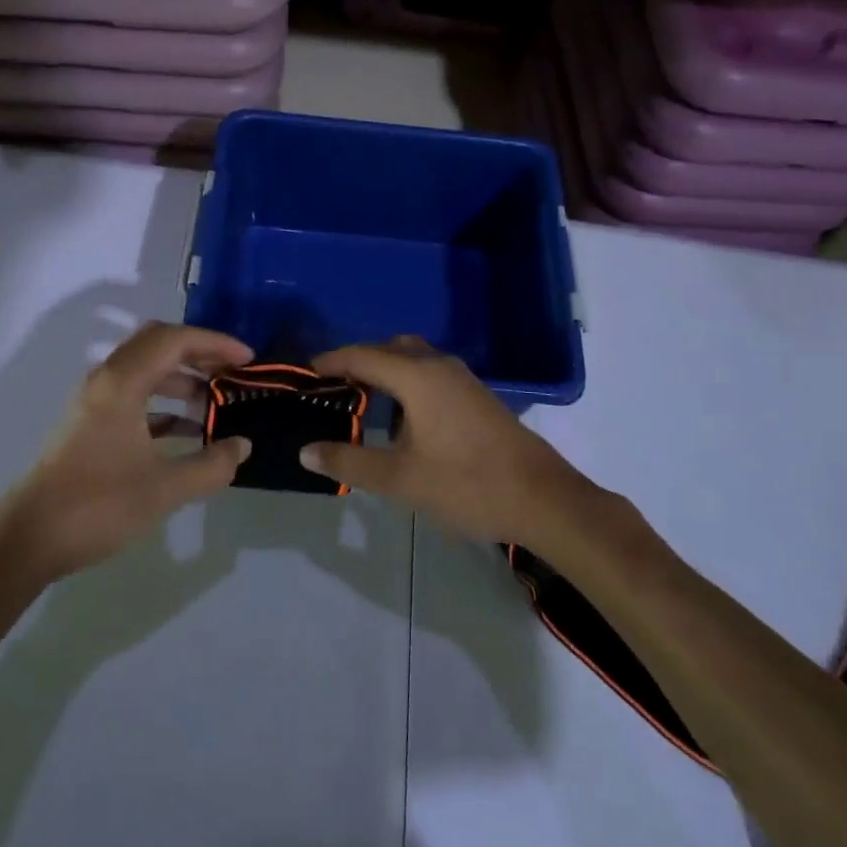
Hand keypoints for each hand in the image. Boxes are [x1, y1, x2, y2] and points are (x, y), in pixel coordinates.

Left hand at [0, 323, 253, 583]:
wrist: (27, 539)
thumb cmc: (97, 506)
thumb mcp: (164, 489)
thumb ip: (211, 465)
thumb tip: (242, 445)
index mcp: (122, 382)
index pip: (175, 340)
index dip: (215, 343)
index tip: (248, 360)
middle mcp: (106, 380)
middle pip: (157, 344)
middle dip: (199, 353)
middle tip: (232, 372)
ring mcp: (94, 401)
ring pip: (145, 370)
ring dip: (181, 378)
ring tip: (214, 402)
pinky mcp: (89, 423)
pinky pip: (134, 395)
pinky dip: (163, 402)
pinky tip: (186, 429)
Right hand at [298, 337, 596, 545]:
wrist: (542, 498)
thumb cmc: (466, 483)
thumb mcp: (400, 478)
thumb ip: (350, 461)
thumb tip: (305, 451)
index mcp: (416, 376)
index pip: (361, 356)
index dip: (330, 362)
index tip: (303, 373)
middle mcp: (438, 366)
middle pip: (388, 349)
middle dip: (357, 361)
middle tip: (330, 387)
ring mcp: (461, 379)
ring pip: (412, 359)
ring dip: (384, 371)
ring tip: (360, 401)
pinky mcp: (475, 395)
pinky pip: (428, 373)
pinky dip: (405, 382)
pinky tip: (400, 419)